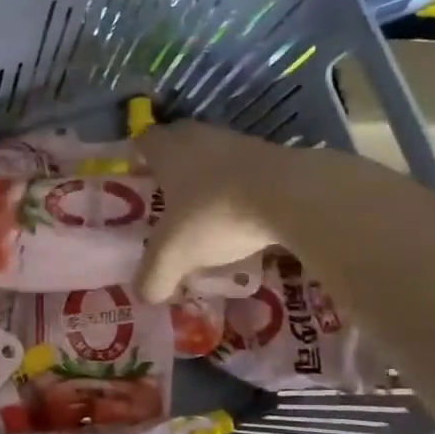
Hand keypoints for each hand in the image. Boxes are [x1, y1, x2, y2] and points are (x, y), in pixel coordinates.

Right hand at [134, 121, 289, 300]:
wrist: (297, 197)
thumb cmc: (216, 215)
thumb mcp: (174, 255)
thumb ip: (154, 276)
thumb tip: (145, 294)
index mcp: (169, 152)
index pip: (144, 141)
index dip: (137, 157)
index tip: (137, 178)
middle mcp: (202, 139)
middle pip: (180, 141)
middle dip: (173, 165)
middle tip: (168, 195)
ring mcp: (242, 144)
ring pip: (216, 155)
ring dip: (210, 177)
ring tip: (207, 211)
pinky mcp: (278, 156)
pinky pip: (248, 170)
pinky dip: (241, 188)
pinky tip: (244, 216)